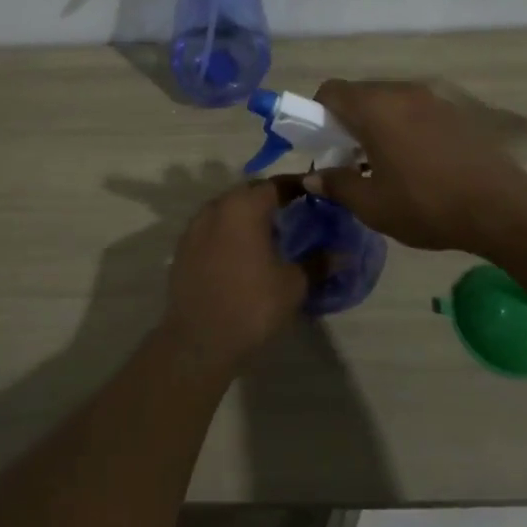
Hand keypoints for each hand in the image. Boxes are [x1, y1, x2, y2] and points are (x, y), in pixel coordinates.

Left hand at [162, 180, 306, 373]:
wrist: (198, 341)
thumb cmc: (252, 305)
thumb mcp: (294, 285)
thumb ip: (318, 262)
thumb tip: (344, 254)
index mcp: (244, 206)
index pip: (276, 184)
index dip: (298, 187)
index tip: (315, 195)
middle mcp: (216, 207)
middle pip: (249, 193)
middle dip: (271, 200)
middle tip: (294, 215)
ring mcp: (194, 227)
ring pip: (227, 209)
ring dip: (248, 216)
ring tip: (269, 236)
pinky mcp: (182, 248)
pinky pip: (212, 229)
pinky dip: (229, 233)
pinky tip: (242, 255)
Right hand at [308, 79, 526, 252]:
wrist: (501, 206)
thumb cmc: (427, 204)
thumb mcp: (373, 205)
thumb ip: (337, 185)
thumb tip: (313, 178)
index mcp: (375, 108)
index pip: (331, 91)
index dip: (317, 113)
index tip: (322, 144)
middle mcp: (403, 91)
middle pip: (362, 94)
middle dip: (349, 122)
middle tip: (352, 160)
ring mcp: (435, 97)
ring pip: (392, 101)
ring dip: (380, 124)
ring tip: (387, 164)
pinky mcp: (459, 108)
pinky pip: (419, 109)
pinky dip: (407, 126)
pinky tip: (419, 162)